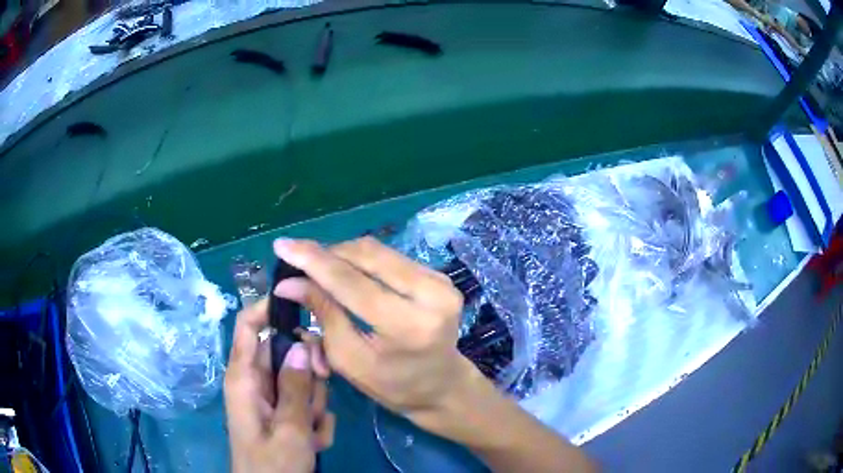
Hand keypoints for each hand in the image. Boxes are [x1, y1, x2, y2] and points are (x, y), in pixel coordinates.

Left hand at [224, 299, 334, 472]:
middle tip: (321, 390)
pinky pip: (307, 404)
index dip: (269, 306)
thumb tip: (301, 344)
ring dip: (315, 404)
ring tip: (311, 432)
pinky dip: (316, 422)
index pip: (249, 325)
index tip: (304, 301)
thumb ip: (296, 387)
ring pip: (302, 381)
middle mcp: (255, 382)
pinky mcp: (283, 415)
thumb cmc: (273, 467)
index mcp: (244, 378)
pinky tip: (313, 442)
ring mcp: (271, 400)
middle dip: (309, 373)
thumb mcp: (289, 430)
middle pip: (287, 353)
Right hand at [272, 237, 475, 431]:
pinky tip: (345, 272)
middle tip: (297, 259)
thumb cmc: (393, 385)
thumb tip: (290, 282)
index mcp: (407, 326)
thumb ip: (323, 316)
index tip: (282, 245)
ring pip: (378, 251)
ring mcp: (440, 281)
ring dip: (342, 254)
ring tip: (318, 268)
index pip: (351, 282)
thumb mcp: (350, 361)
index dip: (312, 260)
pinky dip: (362, 261)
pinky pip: (390, 257)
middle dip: (326, 253)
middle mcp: (431, 295)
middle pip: (367, 255)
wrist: (442, 385)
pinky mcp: (440, 276)